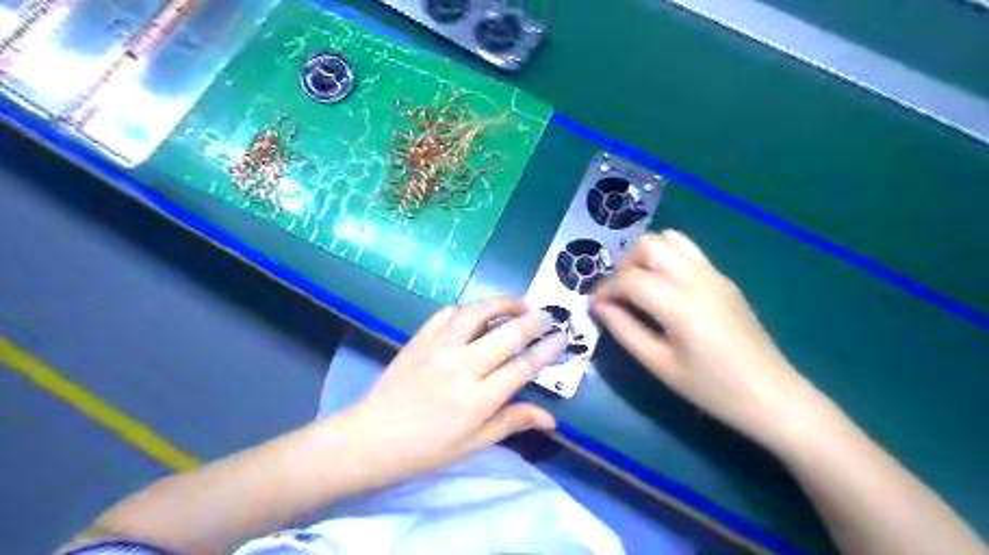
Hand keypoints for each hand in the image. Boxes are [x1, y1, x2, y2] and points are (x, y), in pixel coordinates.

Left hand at [344, 300, 567, 485]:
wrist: (371, 438)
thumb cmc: (426, 449)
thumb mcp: (473, 444)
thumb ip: (512, 422)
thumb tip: (551, 419)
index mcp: (477, 399)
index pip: (522, 367)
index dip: (547, 350)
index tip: (562, 337)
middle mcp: (461, 367)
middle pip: (506, 334)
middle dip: (533, 321)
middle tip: (547, 316)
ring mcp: (438, 348)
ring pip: (477, 313)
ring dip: (502, 303)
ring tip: (518, 305)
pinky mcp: (420, 338)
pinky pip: (448, 313)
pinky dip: (468, 309)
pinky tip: (477, 314)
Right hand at [594, 230, 828, 447]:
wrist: (772, 396)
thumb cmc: (711, 388)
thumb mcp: (659, 365)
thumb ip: (624, 330)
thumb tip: (599, 306)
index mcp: (678, 301)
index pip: (628, 278)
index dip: (605, 289)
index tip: (595, 306)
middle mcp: (696, 276)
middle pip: (648, 244)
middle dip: (625, 266)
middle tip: (621, 297)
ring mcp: (713, 274)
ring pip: (670, 240)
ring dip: (647, 257)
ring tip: (642, 289)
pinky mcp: (724, 280)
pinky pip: (688, 253)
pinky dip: (667, 260)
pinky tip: (666, 291)